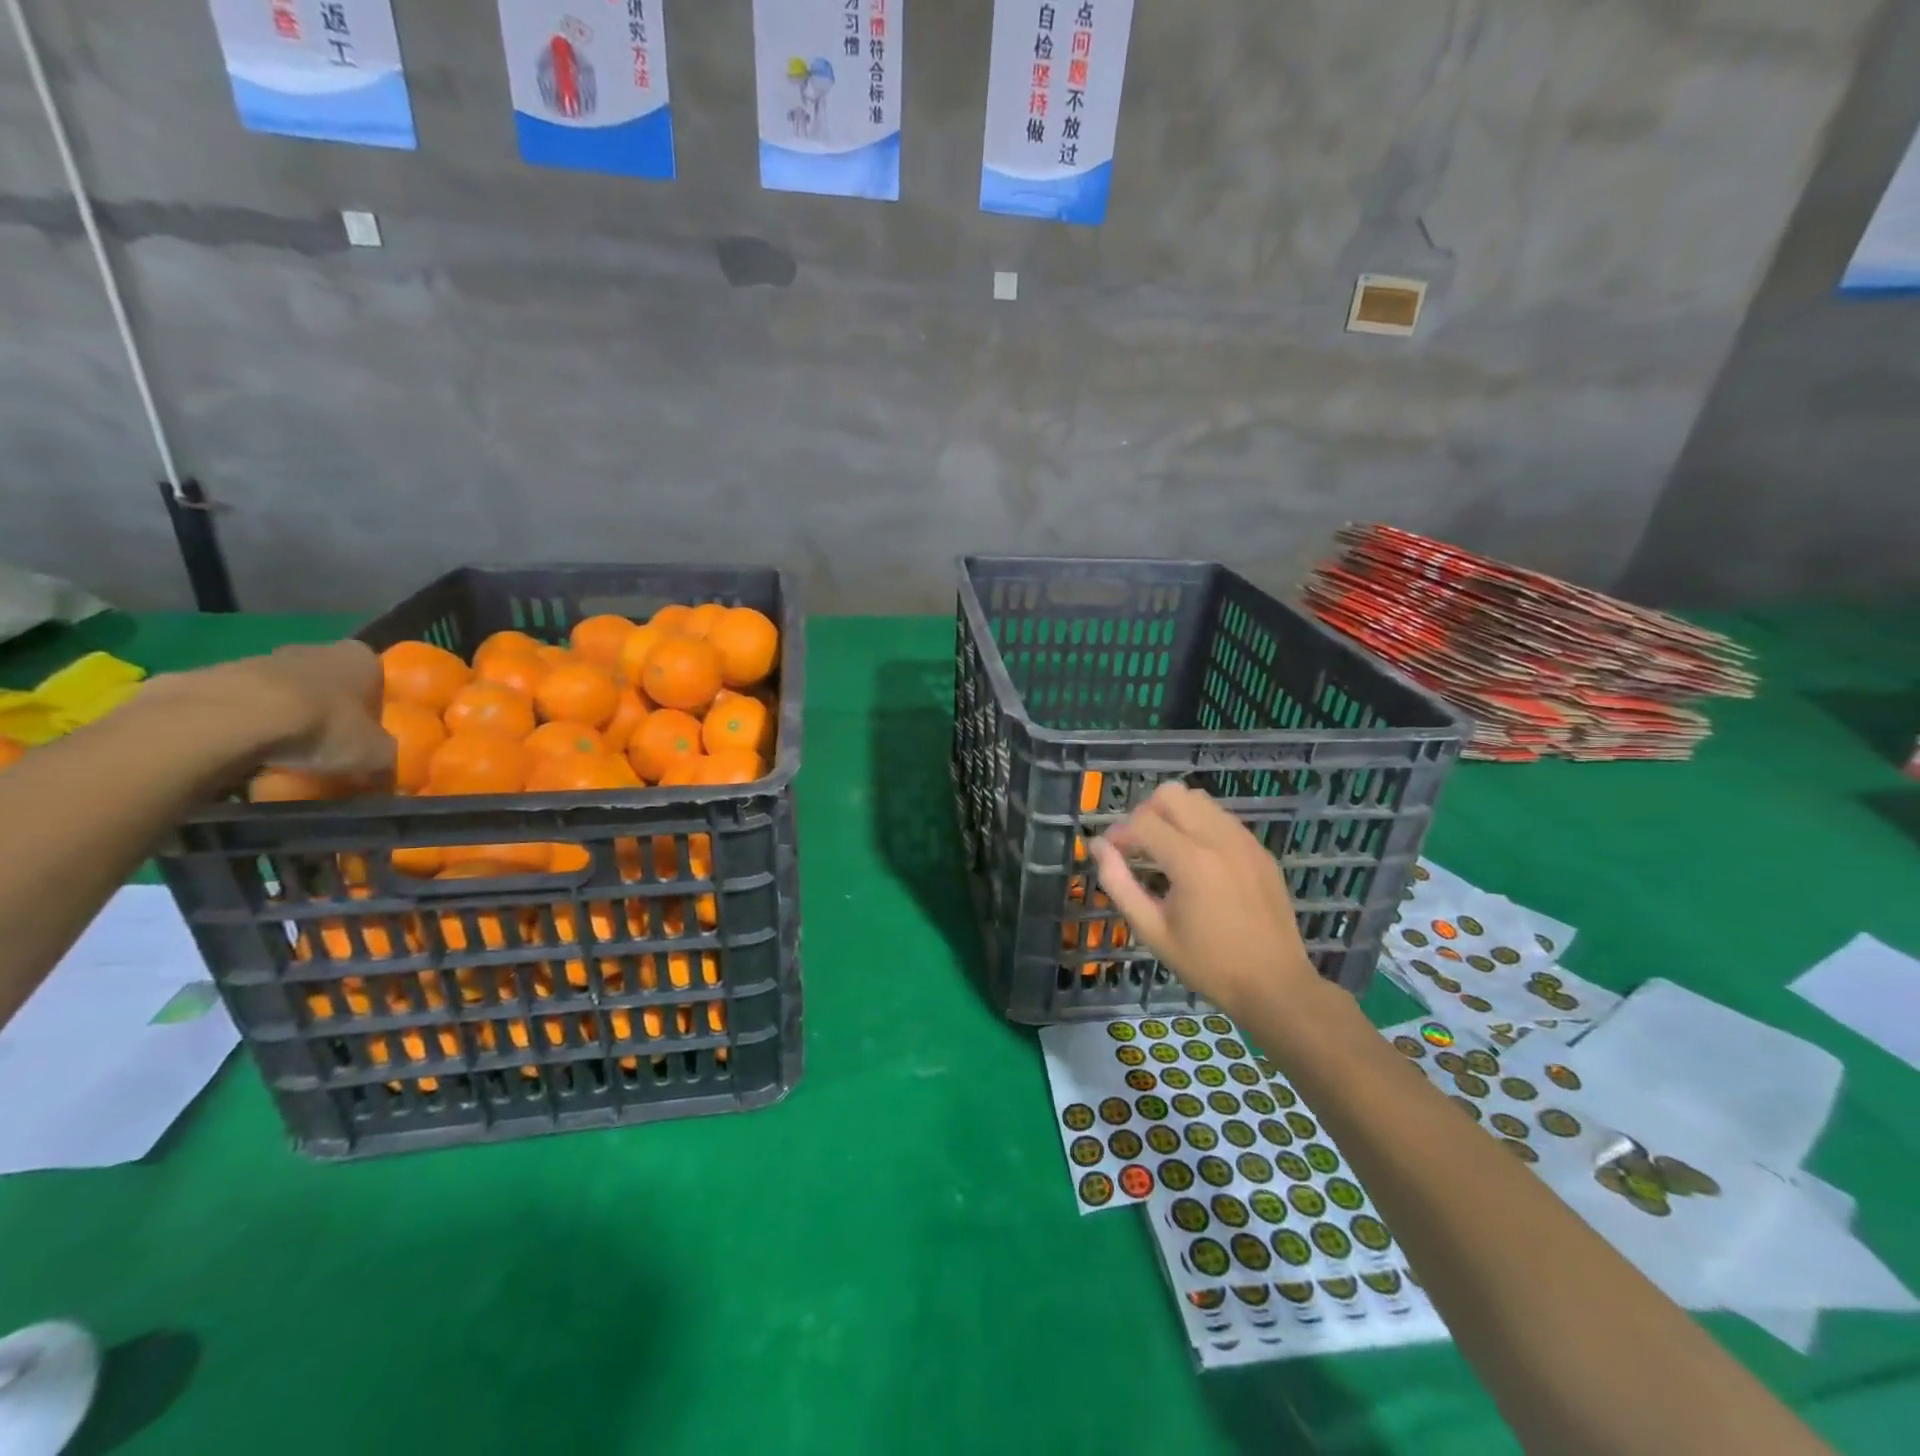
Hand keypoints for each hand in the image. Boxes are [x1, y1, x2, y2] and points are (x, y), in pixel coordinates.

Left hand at [150, 642, 394, 780]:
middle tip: (333, 744)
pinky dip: (251, 723)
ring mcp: (264, 657)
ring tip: (288, 752)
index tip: (372, 733)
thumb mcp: (376, 755)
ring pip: (288, 691)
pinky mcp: (218, 674)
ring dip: (290, 715)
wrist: (232, 718)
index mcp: (363, 658)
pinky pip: (247, 702)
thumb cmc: (324, 726)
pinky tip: (250, 749)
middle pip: (332, 682)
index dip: (377, 706)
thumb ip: (387, 759)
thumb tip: (386, 774)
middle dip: (333, 709)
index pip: (380, 678)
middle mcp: (318, 648)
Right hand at [1090, 782, 1319, 1016]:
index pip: (1142, 821)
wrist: (1275, 985)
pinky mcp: (1259, 849)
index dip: (1118, 833)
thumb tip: (1098, 847)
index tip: (1110, 854)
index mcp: (1190, 861)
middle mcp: (1218, 839)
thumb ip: (1119, 884)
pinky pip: (1221, 817)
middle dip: (1145, 814)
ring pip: (1198, 799)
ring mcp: (1244, 840)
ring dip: (1173, 816)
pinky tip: (1197, 861)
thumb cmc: (1207, 964)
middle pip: (1171, 794)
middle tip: (1138, 847)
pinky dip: (1199, 826)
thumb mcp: (1153, 930)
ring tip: (1166, 851)